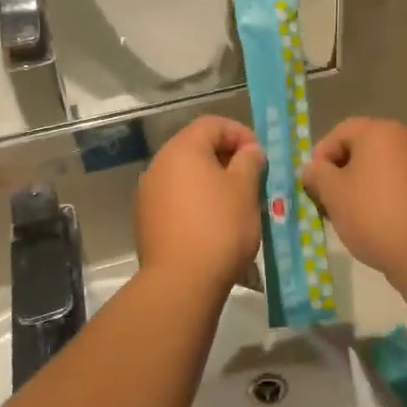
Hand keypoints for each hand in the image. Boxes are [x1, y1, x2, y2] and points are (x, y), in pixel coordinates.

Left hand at [137, 116, 265, 291]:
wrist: (180, 282)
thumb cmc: (219, 227)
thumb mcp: (245, 189)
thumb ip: (250, 161)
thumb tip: (249, 151)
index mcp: (182, 149)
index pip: (212, 124)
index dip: (240, 133)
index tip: (259, 156)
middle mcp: (159, 164)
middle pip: (196, 148)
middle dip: (227, 158)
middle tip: (252, 179)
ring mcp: (149, 193)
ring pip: (186, 175)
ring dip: (212, 181)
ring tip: (237, 203)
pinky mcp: (146, 220)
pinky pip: (177, 199)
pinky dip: (197, 201)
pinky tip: (214, 224)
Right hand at [302, 118, 406, 276]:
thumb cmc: (373, 214)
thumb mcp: (333, 193)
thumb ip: (317, 174)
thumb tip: (312, 168)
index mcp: (379, 132)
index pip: (340, 132)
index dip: (320, 156)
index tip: (312, 185)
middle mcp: (405, 139)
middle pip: (361, 149)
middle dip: (339, 174)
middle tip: (326, 201)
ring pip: (380, 169)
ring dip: (360, 187)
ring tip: (348, 217)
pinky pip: (398, 185)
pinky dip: (382, 198)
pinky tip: (375, 224)